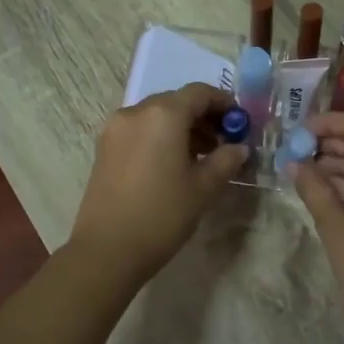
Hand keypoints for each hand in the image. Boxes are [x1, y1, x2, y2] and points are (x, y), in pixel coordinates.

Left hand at [68, 84, 248, 281]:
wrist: (108, 250)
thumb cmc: (162, 215)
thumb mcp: (203, 188)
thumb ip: (225, 161)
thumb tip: (238, 148)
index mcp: (163, 115)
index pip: (199, 93)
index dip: (223, 103)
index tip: (239, 123)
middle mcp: (136, 112)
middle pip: (176, 101)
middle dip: (202, 117)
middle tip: (222, 142)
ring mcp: (115, 129)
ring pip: (155, 116)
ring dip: (180, 127)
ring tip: (200, 157)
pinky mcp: (104, 148)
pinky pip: (139, 130)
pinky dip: (159, 137)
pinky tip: (172, 164)